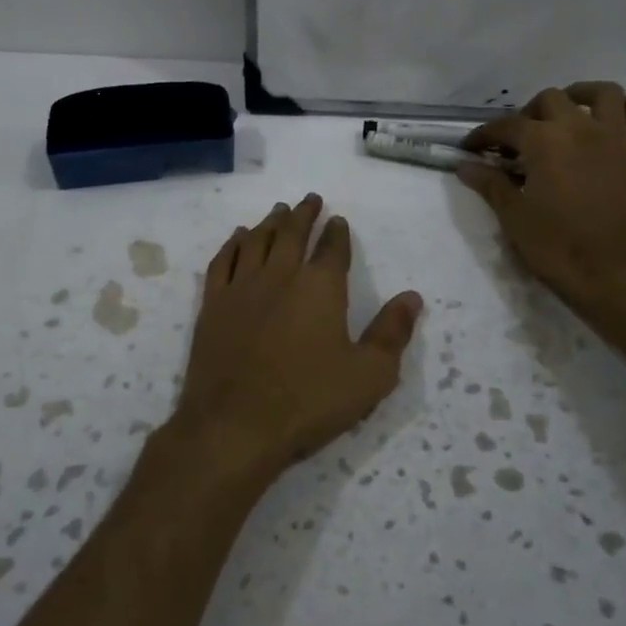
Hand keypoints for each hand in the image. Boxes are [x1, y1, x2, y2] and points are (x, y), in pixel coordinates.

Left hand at [168, 194, 422, 485]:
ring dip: (270, 222)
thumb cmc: (308, 401)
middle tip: (310, 199)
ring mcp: (241, 287)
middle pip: (292, 233)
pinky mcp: (213, 305)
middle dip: (304, 214)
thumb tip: (412, 297)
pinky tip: (238, 237)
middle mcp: (280, 275)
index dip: (337, 232)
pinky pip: (223, 261)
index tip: (338, 220)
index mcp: (320, 287)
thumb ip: (392, 332)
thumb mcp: (369, 375)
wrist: (235, 426)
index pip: (333, 248)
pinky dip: (233, 243)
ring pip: (257, 240)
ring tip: (278, 211)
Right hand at [457, 82, 625, 315]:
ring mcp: (618, 138)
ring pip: (603, 94)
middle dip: (528, 114)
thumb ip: (491, 185)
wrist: (620, 274)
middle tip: (518, 141)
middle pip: (551, 100)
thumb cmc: (560, 248)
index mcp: (544, 142)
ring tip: (567, 114)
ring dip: (580, 96)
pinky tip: (614, 120)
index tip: (471, 148)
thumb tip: (465, 165)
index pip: (506, 126)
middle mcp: (581, 128)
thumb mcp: (515, 219)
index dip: (484, 135)